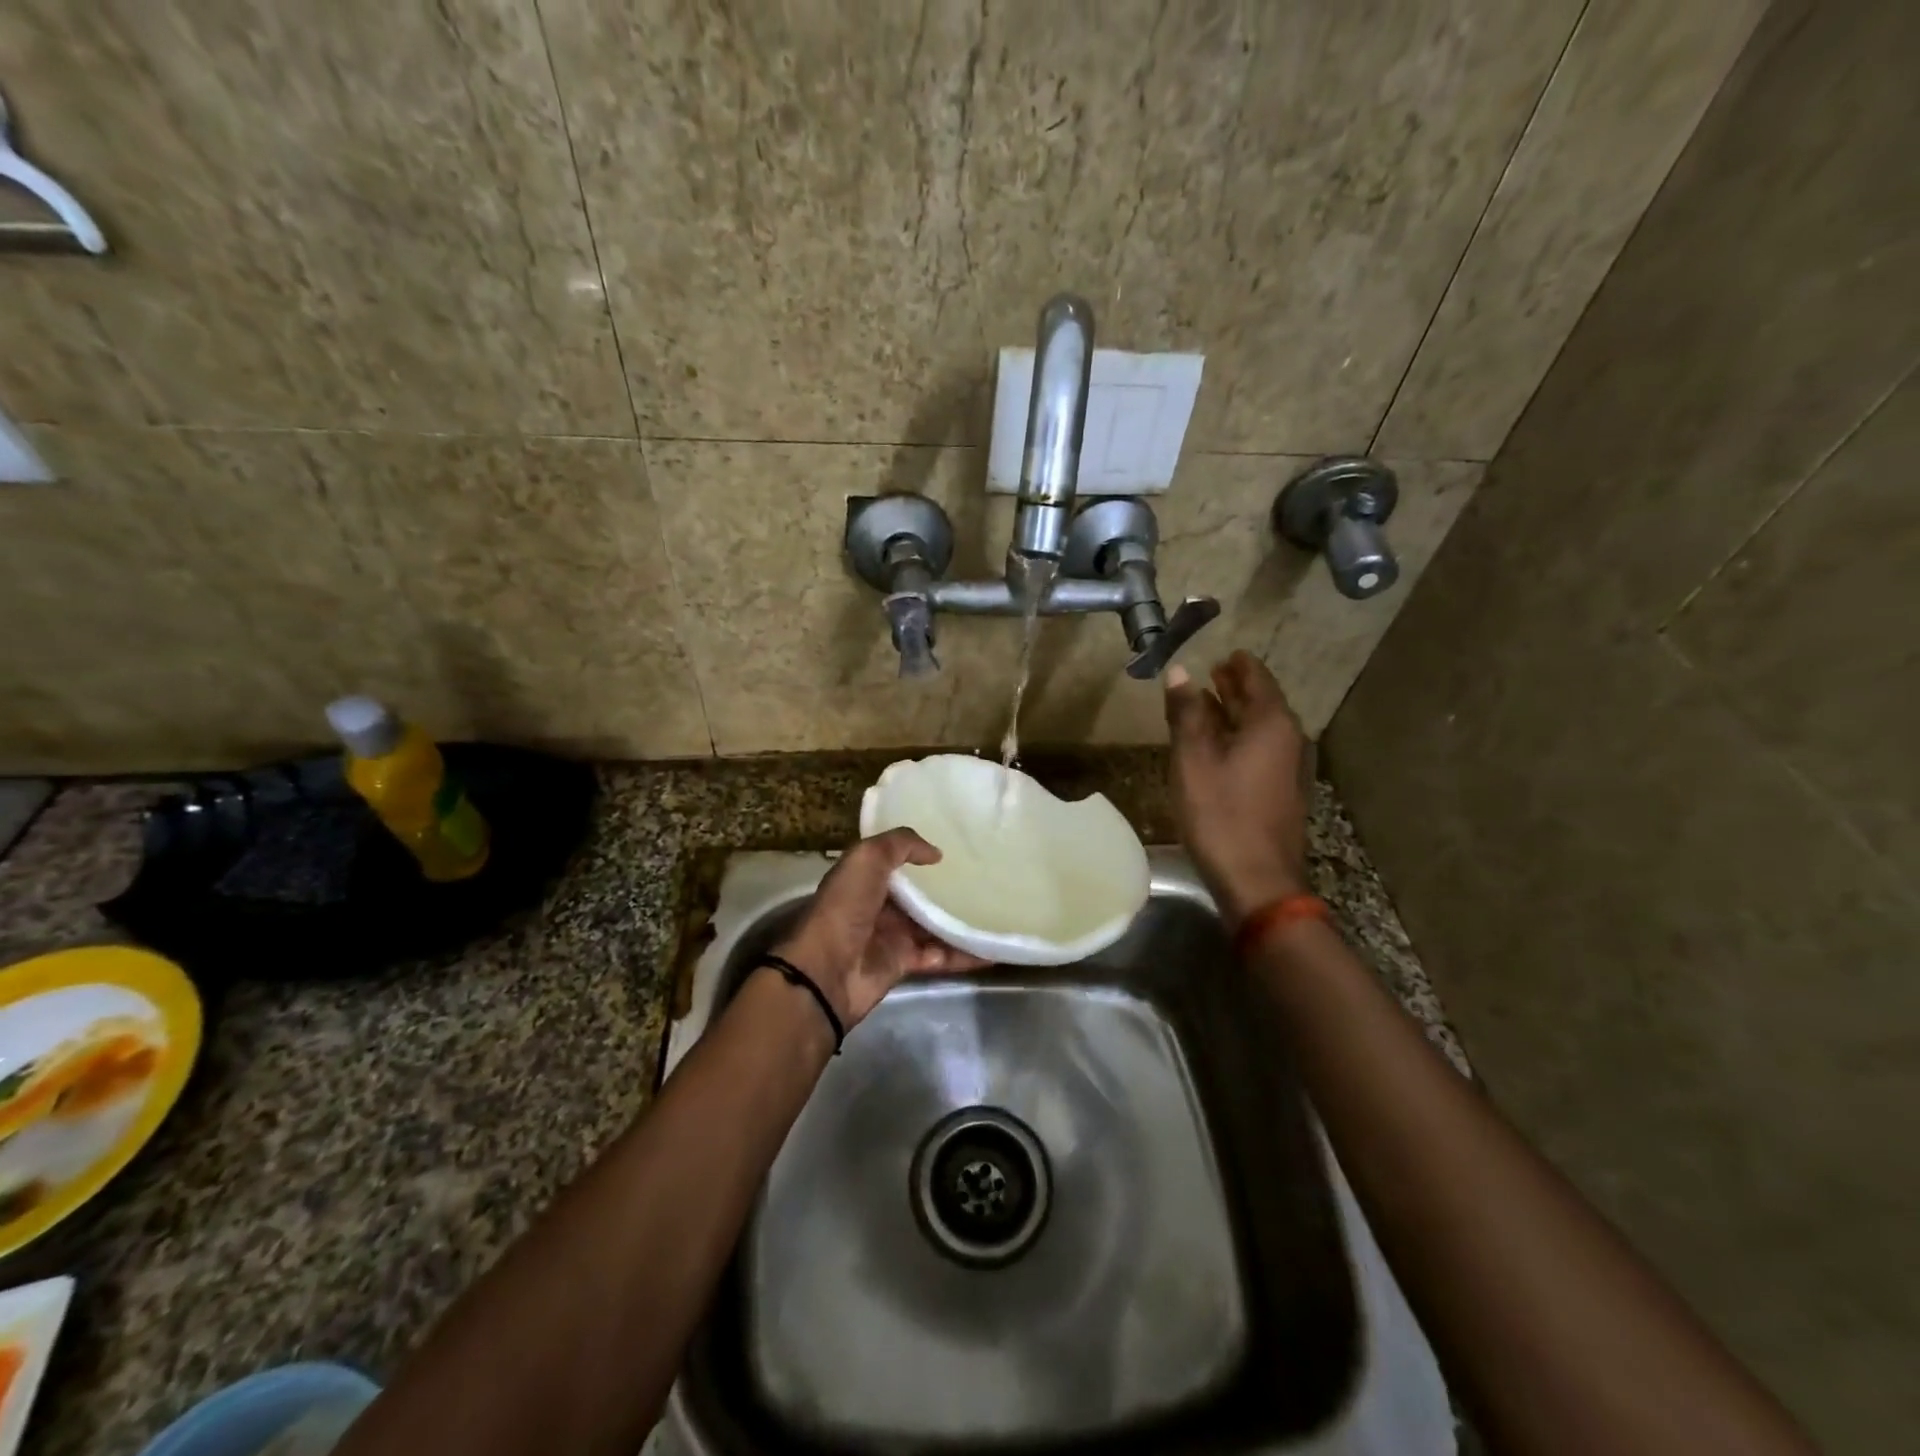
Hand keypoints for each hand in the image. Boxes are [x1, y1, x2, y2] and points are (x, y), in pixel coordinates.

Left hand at [773, 828, 989, 1030]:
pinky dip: (965, 954)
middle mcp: (879, 904)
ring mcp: (892, 936)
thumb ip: (901, 844)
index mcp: (865, 877)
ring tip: (997, 911)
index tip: (959, 845)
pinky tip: (993, 949)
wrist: (826, 972)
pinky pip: (941, 956)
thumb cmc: (845, 907)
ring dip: (962, 920)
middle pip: (920, 894)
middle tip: (987, 876)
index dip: (922, 853)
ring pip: (934, 925)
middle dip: (948, 887)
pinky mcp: (904, 964)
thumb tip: (936, 853)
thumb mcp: (867, 858)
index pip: (898, 861)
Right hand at [1164, 651, 1312, 922]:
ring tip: (1209, 702)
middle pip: (1262, 702)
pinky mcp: (1280, 792)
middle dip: (1237, 686)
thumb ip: (1186, 713)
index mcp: (1271, 724)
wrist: (1257, 879)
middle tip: (1214, 672)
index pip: (1257, 679)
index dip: (1239, 665)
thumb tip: (1179, 672)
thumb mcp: (1193, 759)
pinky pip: (1260, 750)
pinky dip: (1239, 737)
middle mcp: (1288, 739)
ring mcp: (1288, 768)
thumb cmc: (1220, 814)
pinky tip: (1217, 745)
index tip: (1223, 652)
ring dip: (1236, 712)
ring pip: (1260, 728)